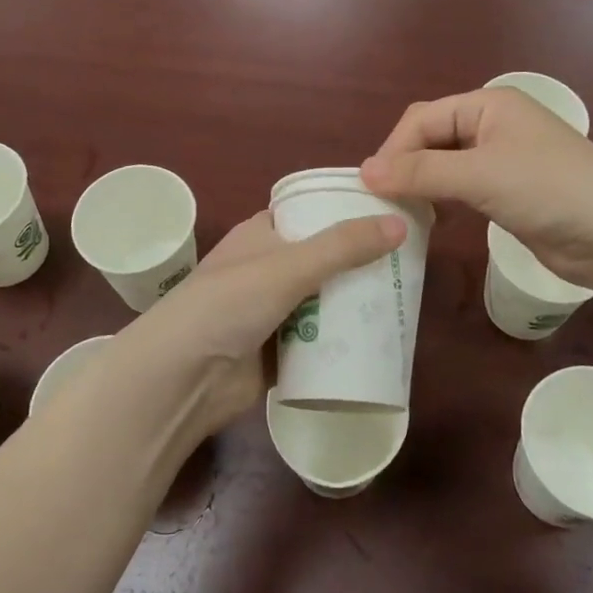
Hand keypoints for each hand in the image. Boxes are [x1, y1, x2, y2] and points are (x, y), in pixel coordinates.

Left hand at [116, 209, 406, 436]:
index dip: (346, 213)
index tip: (392, 216)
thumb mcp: (288, 266)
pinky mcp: (278, 352)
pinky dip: (343, 342)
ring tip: (405, 300)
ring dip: (355, 305)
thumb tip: (400, 223)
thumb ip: (343, 246)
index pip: (311, 213)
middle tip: (410, 264)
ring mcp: (272, 312)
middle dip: (361, 264)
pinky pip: (319, 342)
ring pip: (324, 302)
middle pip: (324, 260)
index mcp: (262, 234)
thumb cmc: (228, 304)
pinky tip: (380, 341)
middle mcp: (267, 268)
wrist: (181, 379)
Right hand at [360, 88, 592, 289]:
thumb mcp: (480, 175)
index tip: (371, 188)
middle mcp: (493, 125)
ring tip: (399, 213)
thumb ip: (421, 173)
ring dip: (421, 185)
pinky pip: (462, 189)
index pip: (422, 119)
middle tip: (382, 203)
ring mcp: (503, 160)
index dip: (394, 150)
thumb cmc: (550, 189)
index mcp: (488, 104)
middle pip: (431, 139)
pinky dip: (442, 200)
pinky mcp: (509, 192)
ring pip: (445, 165)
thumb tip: (364, 171)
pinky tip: (430, 220)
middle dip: (405, 166)